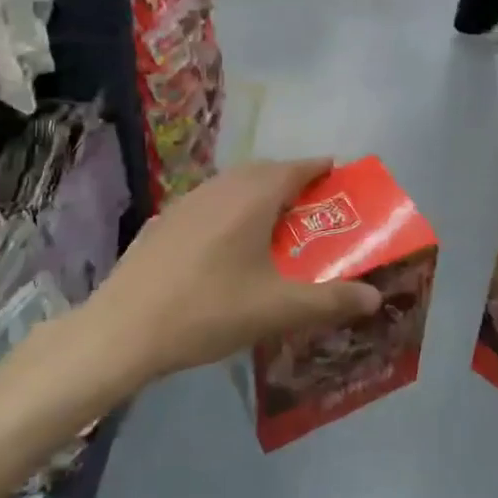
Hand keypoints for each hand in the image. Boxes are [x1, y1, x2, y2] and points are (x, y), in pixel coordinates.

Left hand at [87, 160, 381, 382]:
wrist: (122, 330)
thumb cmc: (209, 311)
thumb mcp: (277, 309)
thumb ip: (330, 301)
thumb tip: (375, 297)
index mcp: (253, 196)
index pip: (295, 167)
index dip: (319, 167)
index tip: (338, 174)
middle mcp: (221, 187)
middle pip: (264, 170)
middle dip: (291, 179)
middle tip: (311, 205)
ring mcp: (186, 201)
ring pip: (233, 184)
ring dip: (258, 192)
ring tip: (272, 222)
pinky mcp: (163, 220)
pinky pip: (208, 202)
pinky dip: (229, 209)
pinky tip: (225, 243)